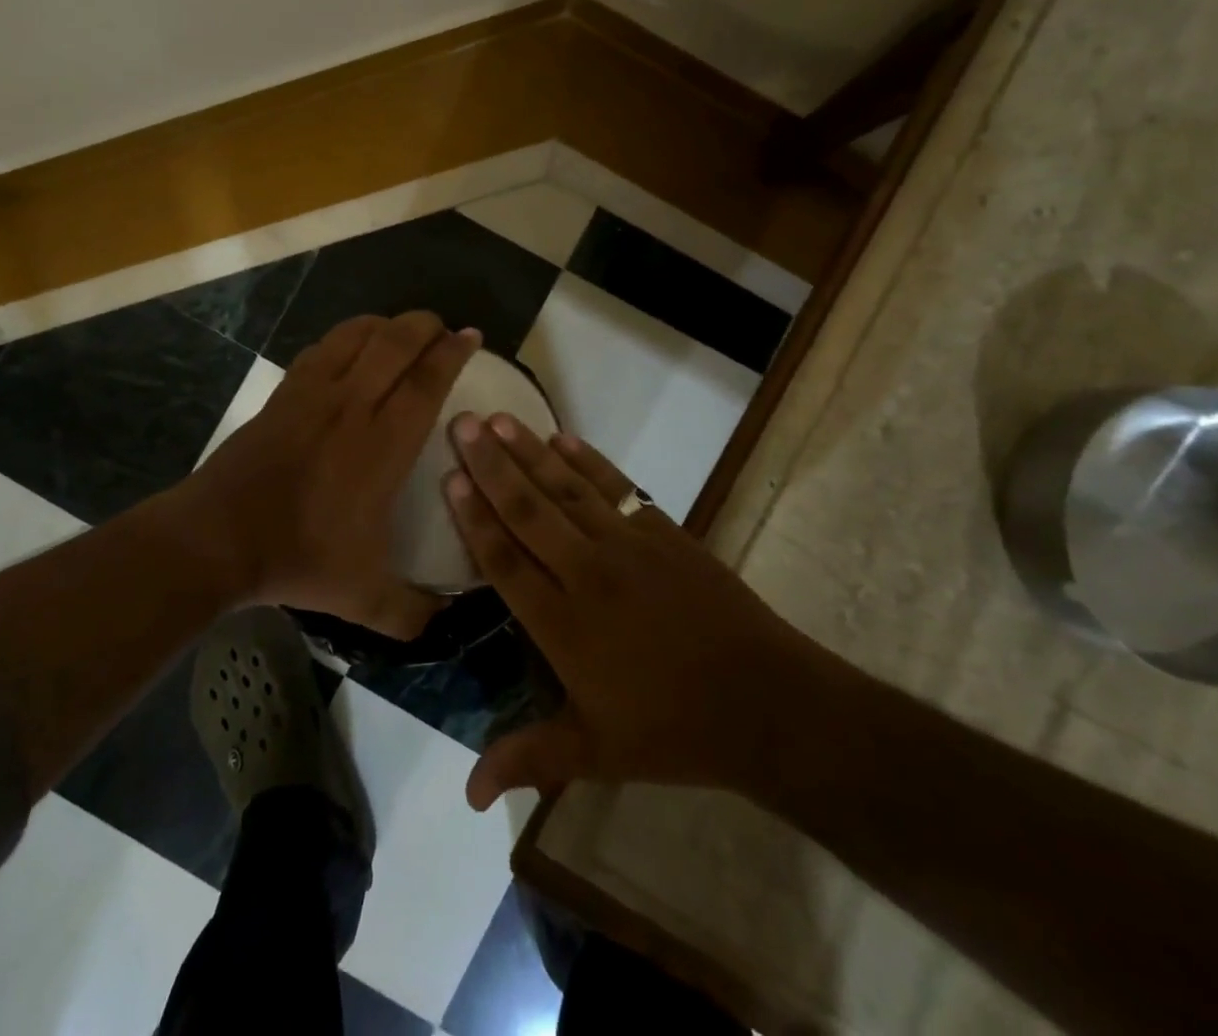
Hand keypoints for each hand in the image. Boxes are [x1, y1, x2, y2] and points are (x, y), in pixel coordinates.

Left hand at [171, 311, 479, 638]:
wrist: (218, 537)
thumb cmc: (297, 558)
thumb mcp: (363, 599)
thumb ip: (410, 613)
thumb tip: (444, 623)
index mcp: (382, 445)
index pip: (426, 382)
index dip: (452, 354)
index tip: (471, 336)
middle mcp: (352, 406)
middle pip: (395, 343)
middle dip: (424, 325)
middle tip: (441, 328)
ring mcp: (312, 395)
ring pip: (355, 336)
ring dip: (384, 325)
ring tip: (401, 331)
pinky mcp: (282, 394)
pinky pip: (320, 349)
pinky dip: (344, 338)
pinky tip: (350, 348)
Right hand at [444, 413, 832, 810]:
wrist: (768, 704)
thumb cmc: (672, 731)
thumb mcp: (596, 753)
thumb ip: (527, 759)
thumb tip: (465, 799)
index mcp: (563, 624)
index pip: (504, 560)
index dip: (473, 517)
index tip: (449, 476)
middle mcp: (586, 573)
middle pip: (527, 510)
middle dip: (490, 465)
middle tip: (461, 422)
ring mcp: (627, 546)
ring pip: (566, 489)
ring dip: (529, 452)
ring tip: (498, 418)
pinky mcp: (663, 531)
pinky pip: (615, 486)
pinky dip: (588, 460)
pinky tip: (562, 437)